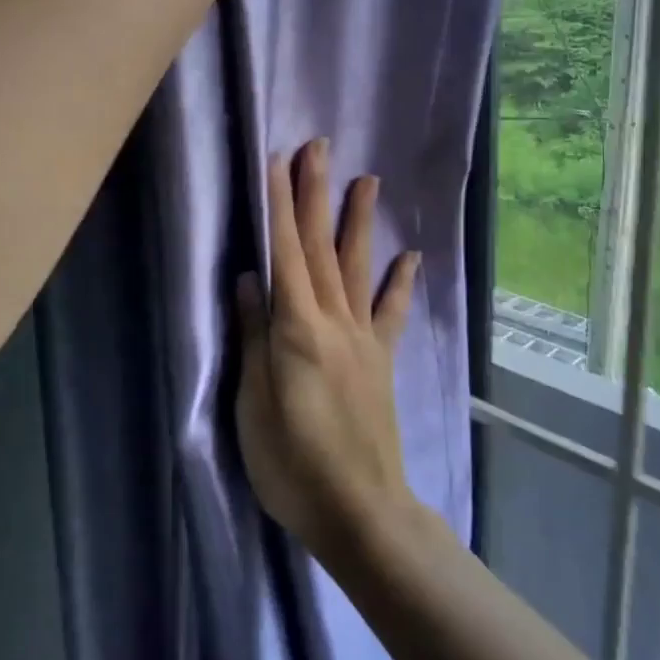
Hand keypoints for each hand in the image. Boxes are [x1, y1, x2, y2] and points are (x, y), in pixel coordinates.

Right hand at [235, 138, 422, 562]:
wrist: (361, 512)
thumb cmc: (293, 465)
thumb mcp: (254, 406)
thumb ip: (253, 338)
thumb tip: (250, 278)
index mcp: (297, 330)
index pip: (284, 254)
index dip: (279, 204)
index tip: (277, 161)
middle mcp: (334, 322)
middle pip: (320, 247)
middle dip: (316, 194)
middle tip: (318, 147)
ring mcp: (363, 339)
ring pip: (357, 267)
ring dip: (358, 221)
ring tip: (367, 179)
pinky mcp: (381, 361)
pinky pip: (392, 313)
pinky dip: (400, 283)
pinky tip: (410, 256)